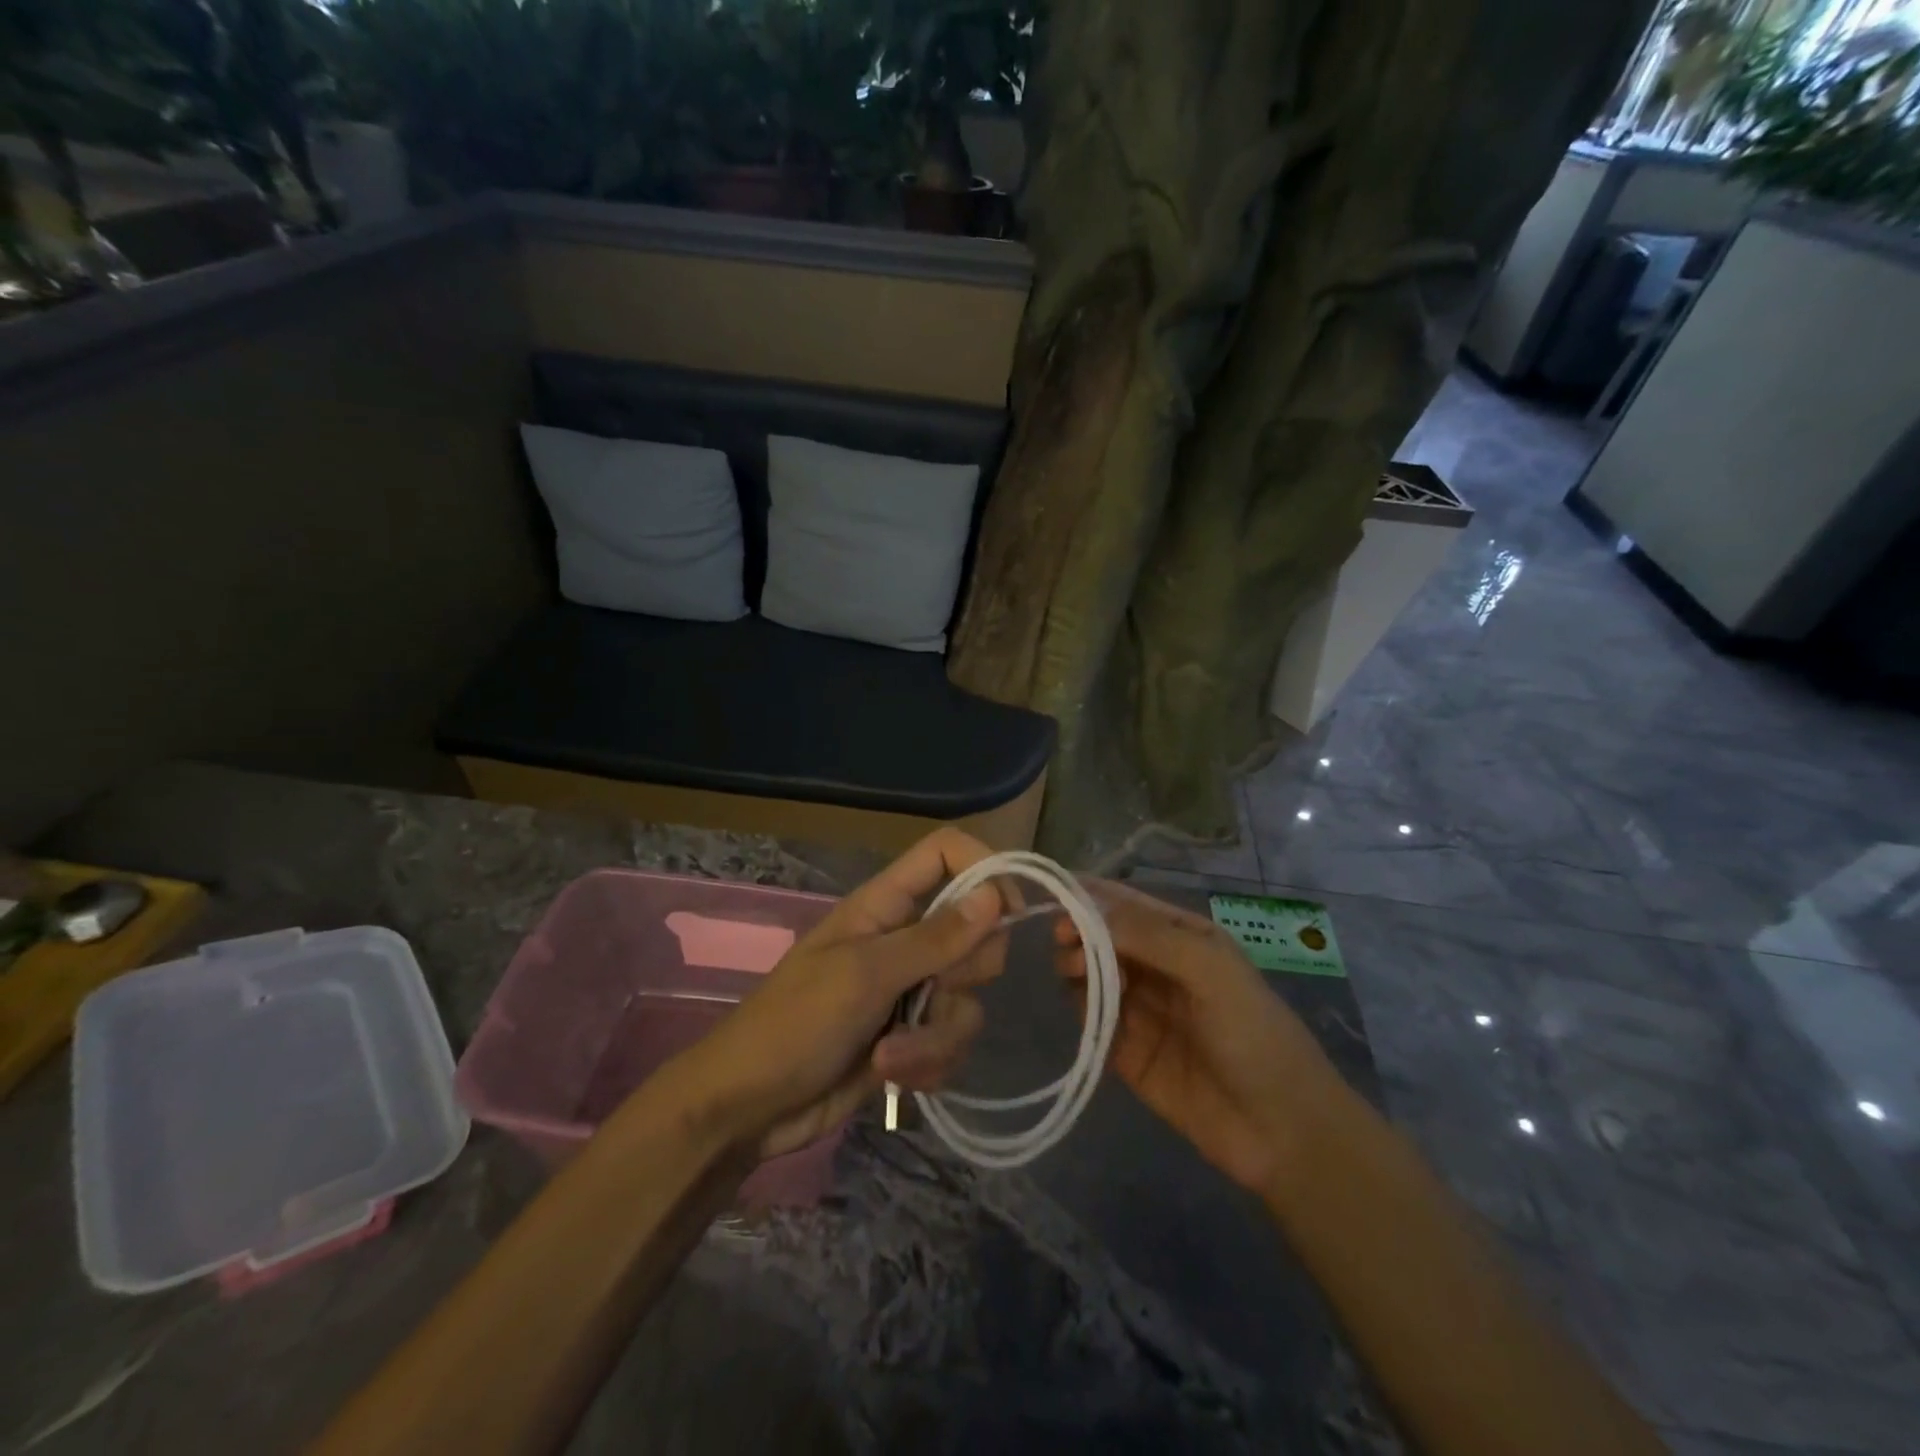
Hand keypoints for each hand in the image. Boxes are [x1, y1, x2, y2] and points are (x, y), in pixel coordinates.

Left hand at [662, 829, 1011, 1159]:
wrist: (749, 1110)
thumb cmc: (796, 1024)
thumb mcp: (866, 974)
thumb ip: (934, 938)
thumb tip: (994, 894)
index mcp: (886, 906)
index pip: (944, 853)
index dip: (983, 868)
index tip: (1010, 910)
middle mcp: (905, 941)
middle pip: (975, 933)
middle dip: (963, 974)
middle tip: (932, 990)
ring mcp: (909, 991)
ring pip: (967, 999)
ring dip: (936, 1037)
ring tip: (890, 1056)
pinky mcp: (911, 1039)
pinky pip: (952, 1041)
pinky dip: (929, 1064)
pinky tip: (892, 1078)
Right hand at [1056, 879, 1340, 1196]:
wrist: (1282, 1132)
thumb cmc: (1254, 1034)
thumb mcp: (1211, 970)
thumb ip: (1149, 936)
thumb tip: (1087, 910)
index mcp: (1184, 938)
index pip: (1128, 905)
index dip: (1091, 897)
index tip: (1058, 897)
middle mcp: (1159, 967)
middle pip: (1103, 938)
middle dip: (1079, 932)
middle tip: (1065, 942)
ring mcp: (1141, 1010)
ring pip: (1092, 975)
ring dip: (1077, 968)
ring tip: (1076, 974)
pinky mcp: (1127, 1053)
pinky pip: (1093, 1021)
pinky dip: (1082, 1009)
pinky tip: (1087, 1011)